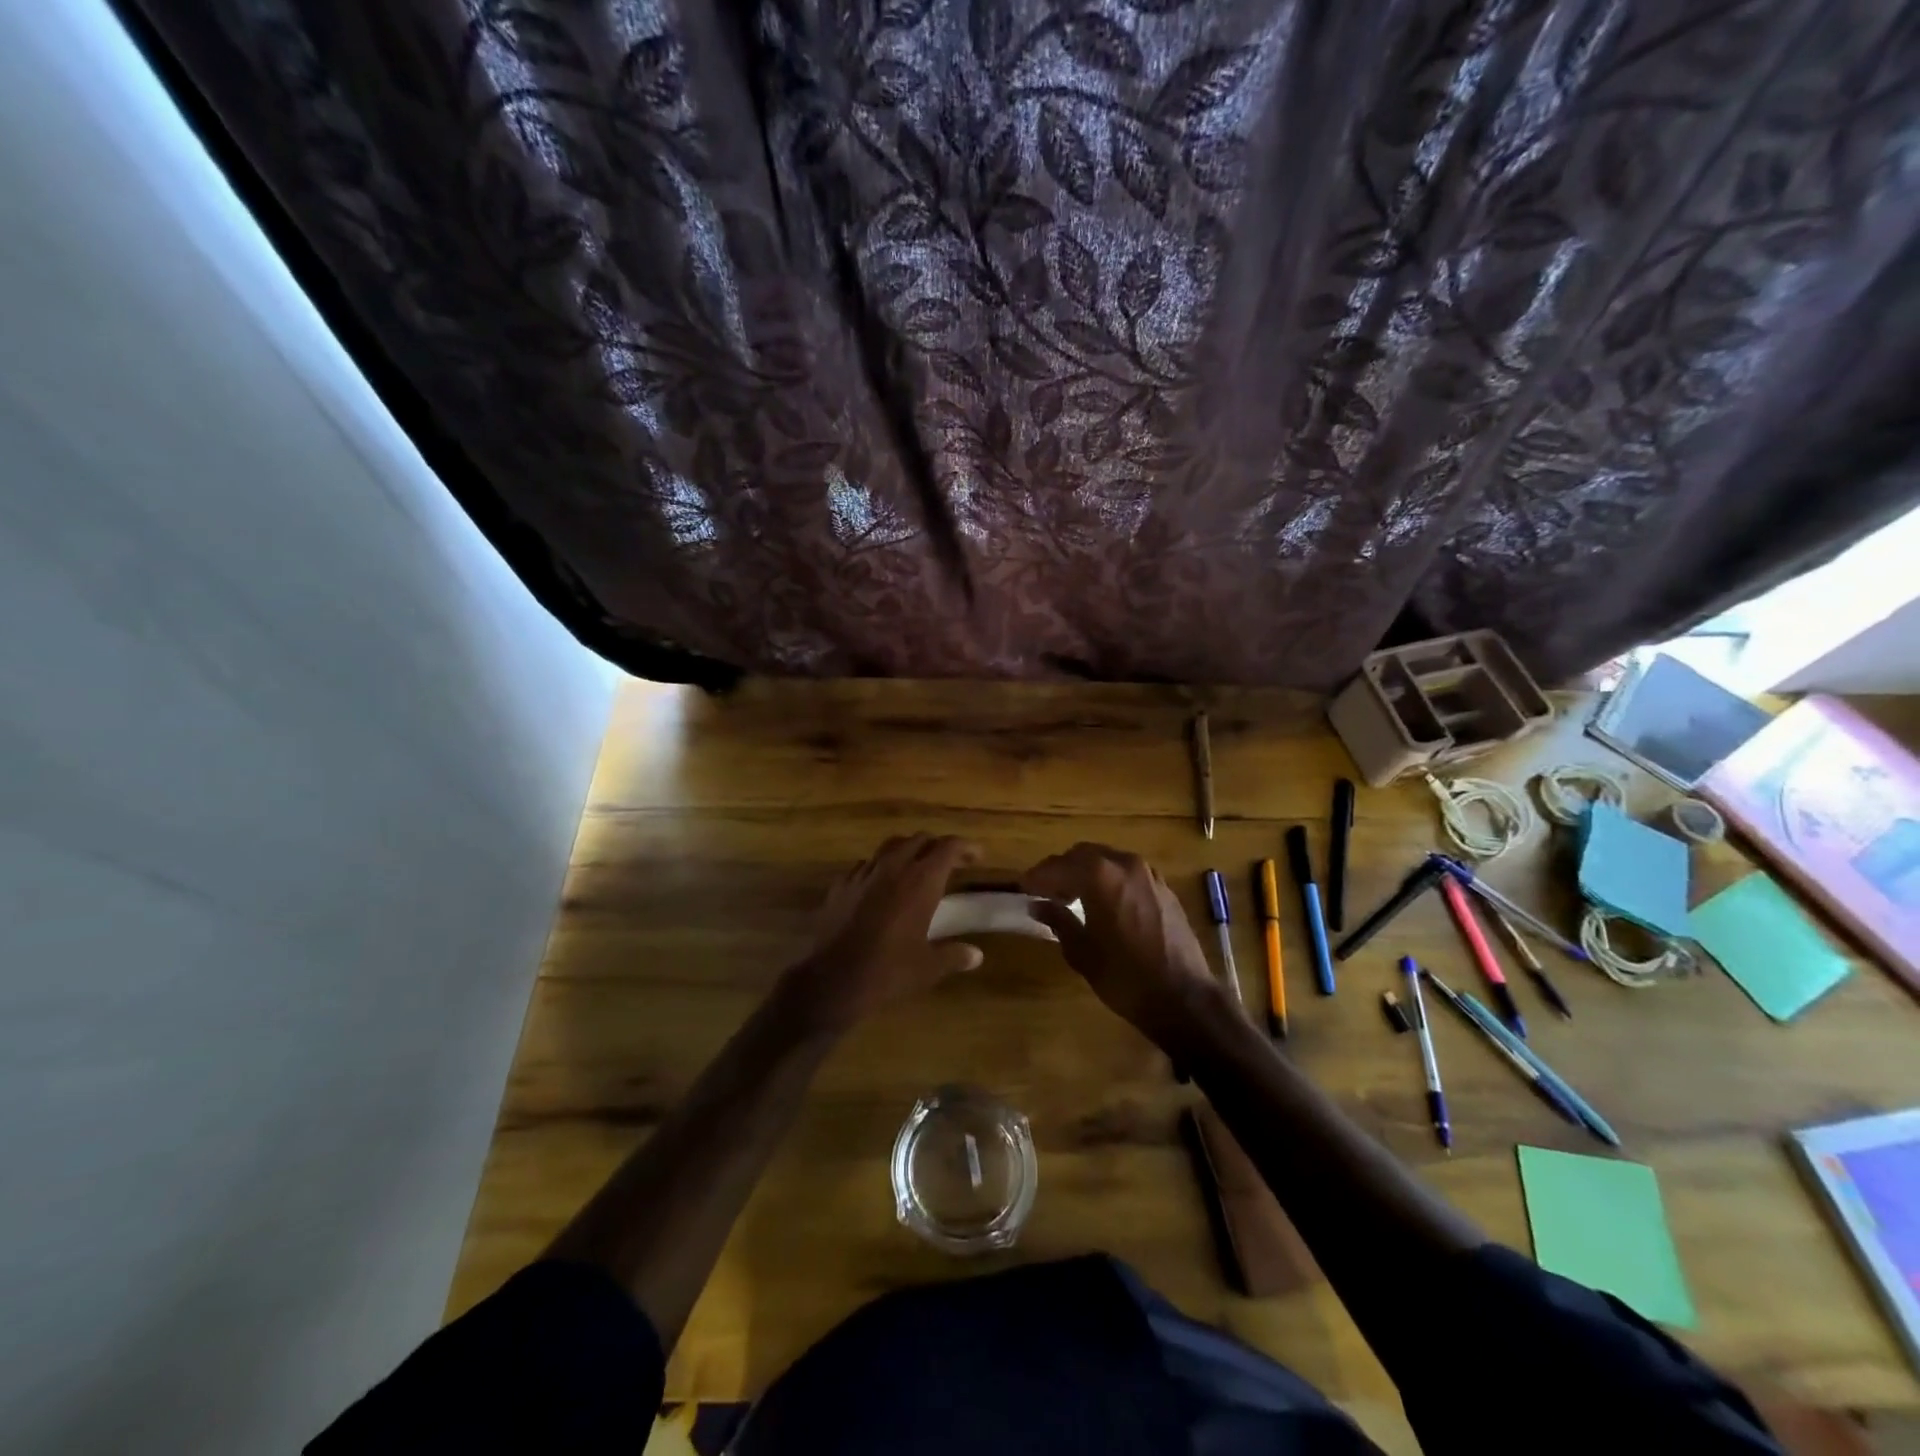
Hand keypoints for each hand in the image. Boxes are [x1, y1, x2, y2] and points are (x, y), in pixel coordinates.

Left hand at [787, 834, 984, 1029]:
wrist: (834, 979)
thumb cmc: (889, 970)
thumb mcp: (929, 967)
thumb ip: (954, 956)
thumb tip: (976, 955)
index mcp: (921, 880)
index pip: (948, 847)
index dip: (965, 847)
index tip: (976, 856)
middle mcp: (894, 867)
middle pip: (919, 839)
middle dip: (937, 846)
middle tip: (948, 862)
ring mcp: (864, 873)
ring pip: (890, 846)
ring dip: (907, 850)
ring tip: (914, 866)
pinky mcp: (841, 885)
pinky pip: (865, 865)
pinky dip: (879, 867)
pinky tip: (879, 885)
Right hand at [1022, 843, 1222, 1045]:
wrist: (1183, 997)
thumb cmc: (1125, 977)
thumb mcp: (1082, 952)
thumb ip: (1058, 921)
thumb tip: (1037, 905)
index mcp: (1100, 876)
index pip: (1058, 866)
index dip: (1037, 876)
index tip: (1023, 887)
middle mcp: (1124, 864)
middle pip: (1083, 855)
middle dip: (1062, 870)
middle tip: (1046, 891)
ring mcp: (1148, 874)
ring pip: (1108, 860)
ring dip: (1087, 872)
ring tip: (1073, 897)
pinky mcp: (1164, 888)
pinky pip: (1128, 873)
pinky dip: (1109, 879)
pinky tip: (1104, 903)